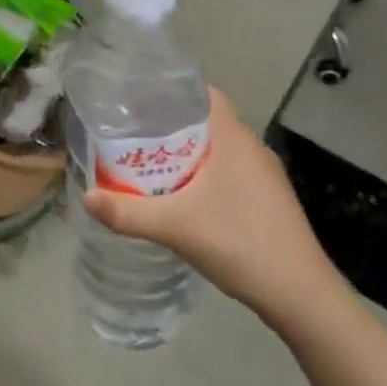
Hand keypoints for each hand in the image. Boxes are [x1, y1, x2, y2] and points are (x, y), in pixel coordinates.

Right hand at [83, 88, 344, 330]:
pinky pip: (229, 172)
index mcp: (233, 137)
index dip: (172, 91)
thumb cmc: (239, 243)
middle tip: (132, 134)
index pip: (203, 93)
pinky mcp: (269, 200)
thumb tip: (86, 198)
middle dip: (170, 125)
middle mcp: (251, 147)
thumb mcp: (175, 227)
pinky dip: (204, 174)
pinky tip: (183, 197)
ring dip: (187, 153)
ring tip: (150, 163)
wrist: (300, 294)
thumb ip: (127, 212)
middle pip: (206, 121)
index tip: (138, 100)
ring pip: (218, 149)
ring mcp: (265, 175)